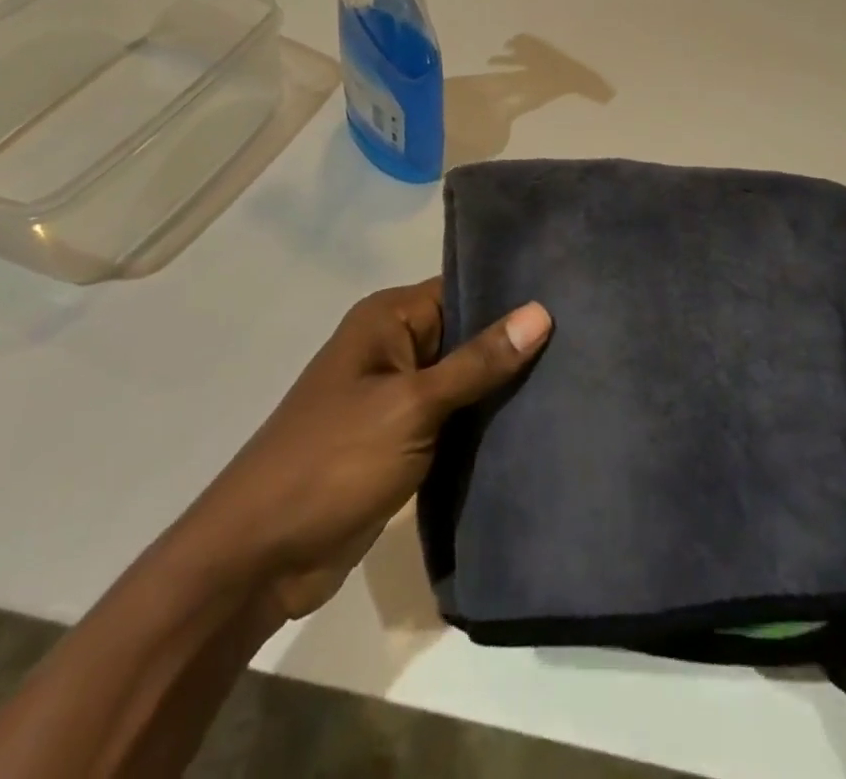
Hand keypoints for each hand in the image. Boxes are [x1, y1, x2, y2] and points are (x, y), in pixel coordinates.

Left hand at [165, 278, 551, 629]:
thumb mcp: (413, 405)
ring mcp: (397, 397)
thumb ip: (478, 362)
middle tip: (585, 343)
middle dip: (515, 344)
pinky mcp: (402, 440)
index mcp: (388, 320)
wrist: (260, 557)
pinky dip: (484, 423)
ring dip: (503, 388)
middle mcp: (393, 348)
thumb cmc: (334, 462)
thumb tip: (541, 312)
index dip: (511, 295)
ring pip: (464, 380)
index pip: (462, 288)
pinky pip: (454, 419)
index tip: (571, 298)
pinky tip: (536, 424)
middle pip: (467, 334)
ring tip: (574, 380)